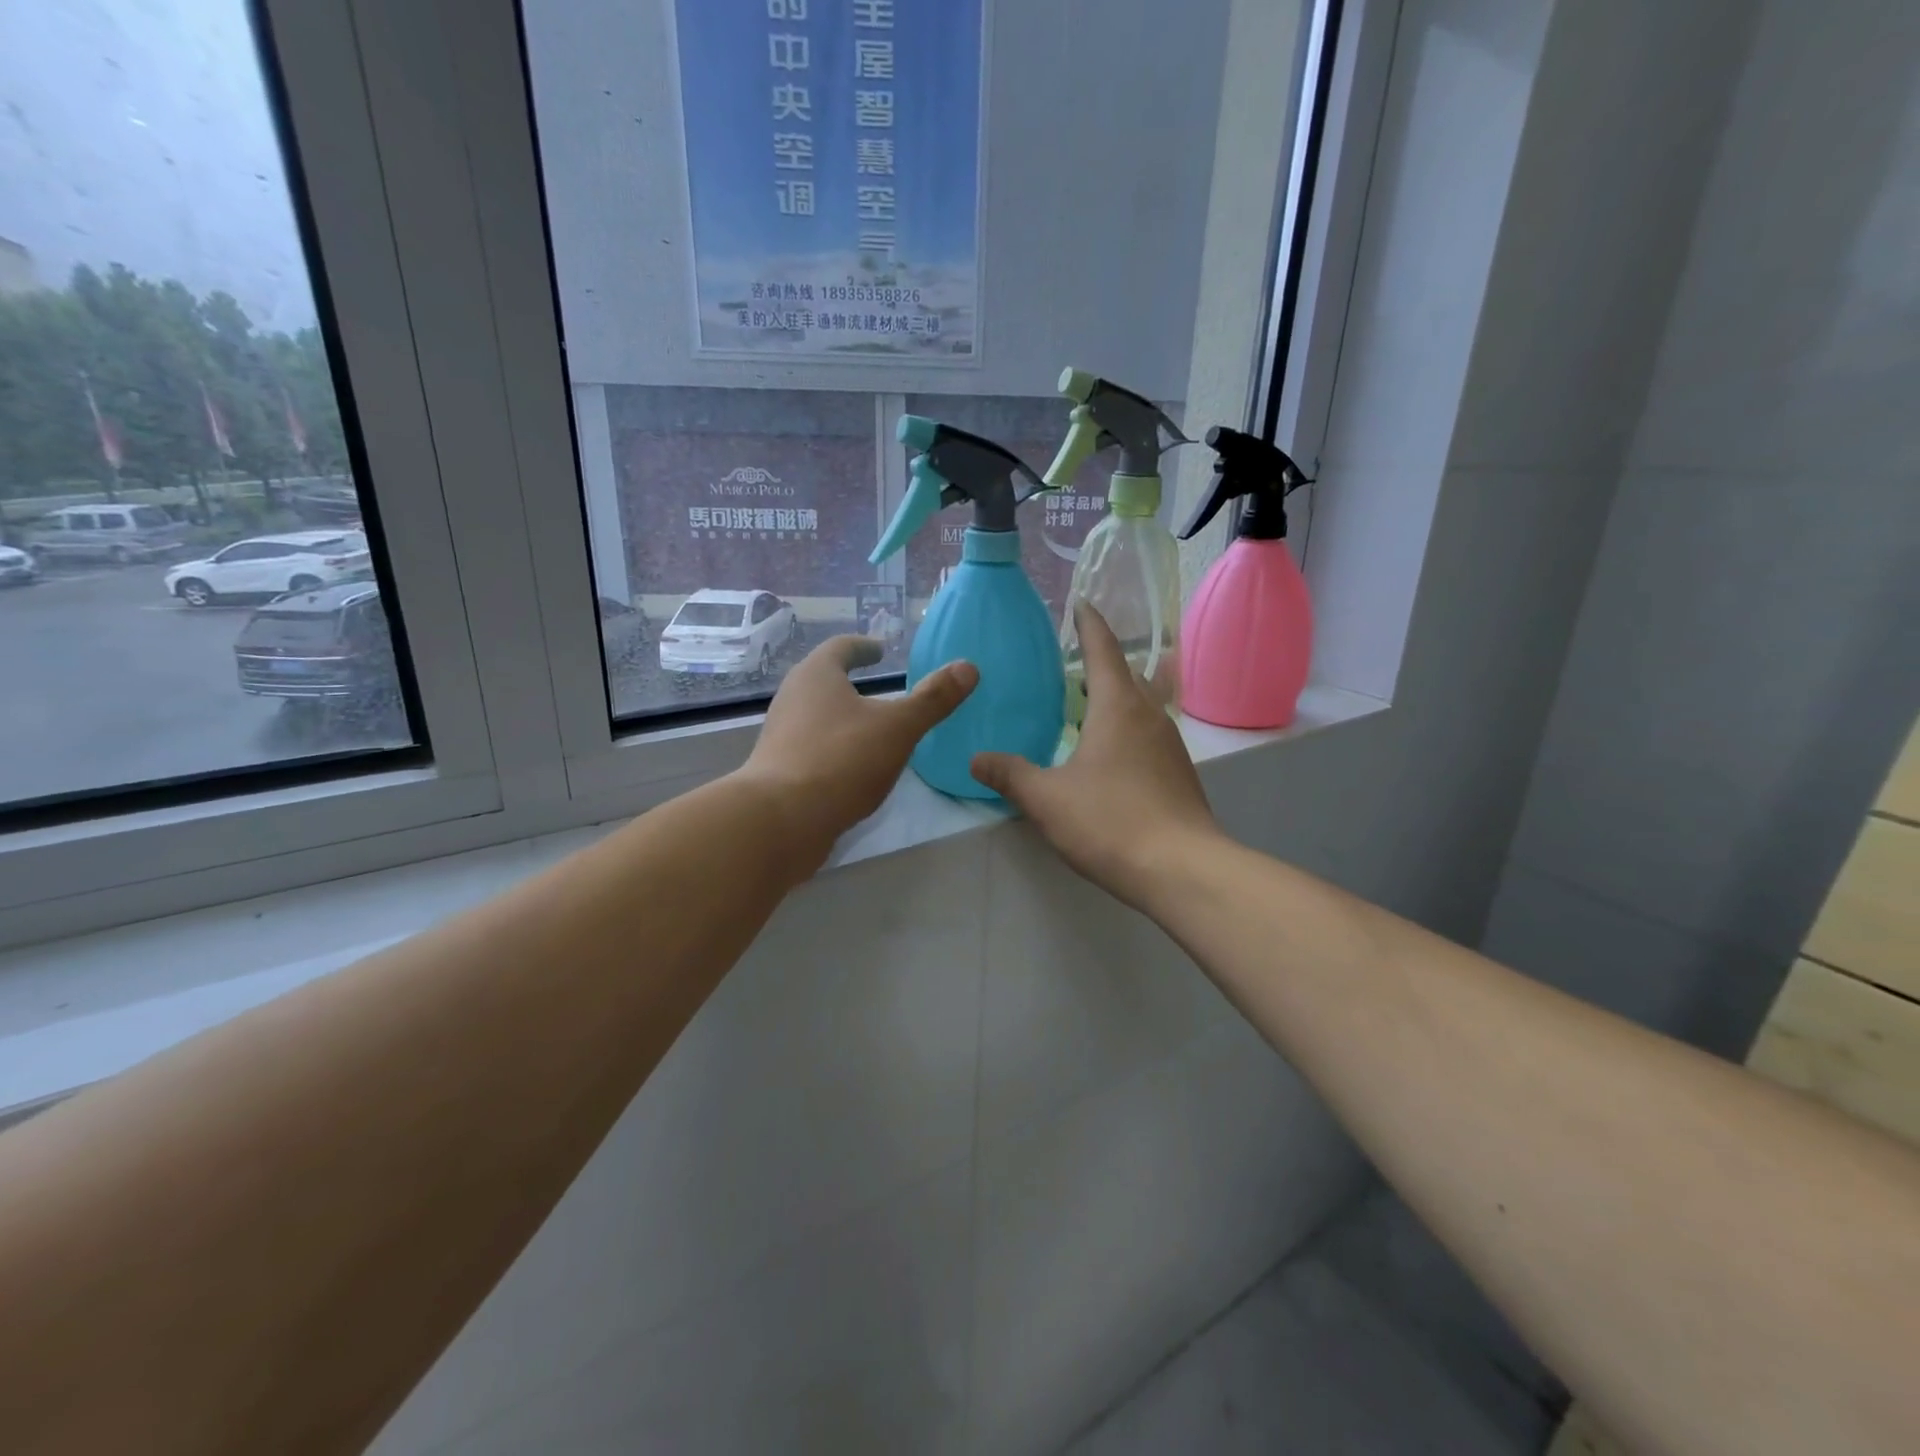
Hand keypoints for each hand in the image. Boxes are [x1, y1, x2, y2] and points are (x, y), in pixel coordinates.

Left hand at [739, 636, 976, 870]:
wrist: (781, 820)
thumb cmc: (842, 760)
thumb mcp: (898, 728)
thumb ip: (932, 699)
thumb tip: (968, 667)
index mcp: (816, 675)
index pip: (841, 647)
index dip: (864, 647)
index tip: (880, 651)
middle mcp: (792, 697)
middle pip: (823, 680)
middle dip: (850, 681)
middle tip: (880, 688)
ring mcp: (781, 735)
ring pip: (816, 715)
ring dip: (842, 716)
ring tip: (871, 728)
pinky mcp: (779, 770)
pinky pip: (812, 747)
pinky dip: (834, 747)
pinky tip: (853, 767)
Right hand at [972, 605, 1217, 909]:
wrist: (1181, 869)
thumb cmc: (1109, 821)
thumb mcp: (1046, 798)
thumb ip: (1010, 774)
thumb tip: (976, 759)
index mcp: (1117, 706)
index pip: (1103, 650)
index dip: (1089, 625)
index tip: (1081, 605)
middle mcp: (1149, 715)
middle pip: (1126, 675)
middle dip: (1101, 663)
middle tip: (1072, 662)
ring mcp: (1170, 745)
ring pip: (1141, 706)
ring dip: (1116, 698)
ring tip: (1086, 706)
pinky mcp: (1179, 773)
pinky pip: (1148, 735)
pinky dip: (1127, 729)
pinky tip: (1109, 755)